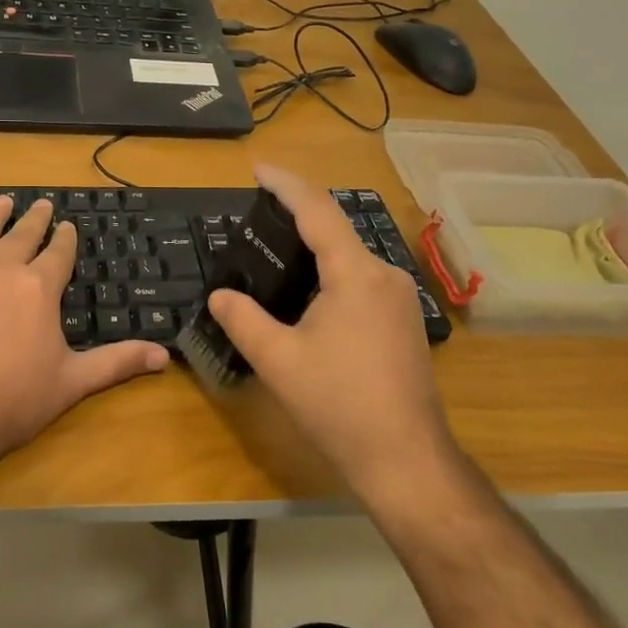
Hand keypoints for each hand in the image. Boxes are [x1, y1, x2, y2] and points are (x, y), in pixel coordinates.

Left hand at [0, 196, 168, 470]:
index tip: (67, 226)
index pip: (58, 253)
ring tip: (2, 201)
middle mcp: (1, 269)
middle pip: (22, 235)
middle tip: (41, 204)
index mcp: (39, 288)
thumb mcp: (72, 382)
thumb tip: (165, 356)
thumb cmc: (12, 402)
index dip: (65, 239)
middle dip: (34, 219)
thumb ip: (118, 362)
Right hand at [205, 166, 452, 502]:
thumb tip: (220, 295)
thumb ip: (243, 320)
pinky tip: (308, 295)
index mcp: (355, 274)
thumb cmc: (339, 405)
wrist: (406, 459)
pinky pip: (361, 281)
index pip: (317, 211)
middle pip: (336, 230)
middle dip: (297, 217)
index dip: (285, 184)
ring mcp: (400, 299)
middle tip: (256, 218)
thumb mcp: (278, 360)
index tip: (257, 169)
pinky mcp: (404, 322)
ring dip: (315, 249)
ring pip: (350, 257)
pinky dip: (331, 273)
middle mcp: (384, 275)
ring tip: (275, 254)